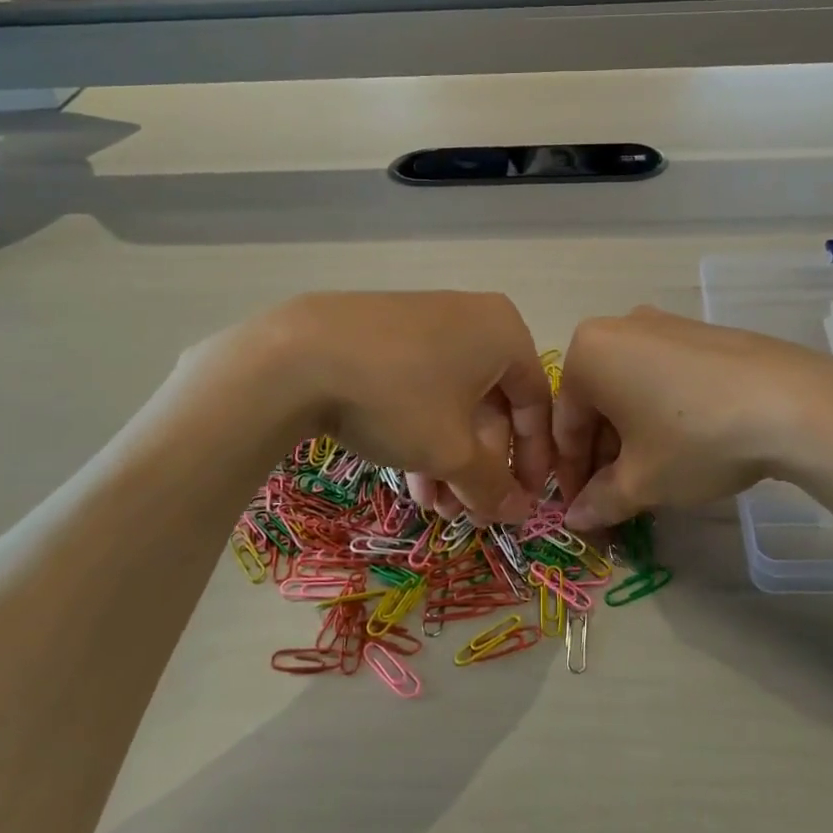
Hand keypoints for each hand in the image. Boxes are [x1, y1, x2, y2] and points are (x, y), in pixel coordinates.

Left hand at [186, 291, 551, 524]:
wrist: (296, 356)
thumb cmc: (398, 398)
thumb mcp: (451, 451)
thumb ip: (492, 485)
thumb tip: (520, 512)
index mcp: (504, 333)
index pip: (536, 403)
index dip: (534, 460)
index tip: (525, 503)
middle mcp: (473, 320)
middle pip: (492, 405)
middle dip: (481, 466)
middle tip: (469, 512)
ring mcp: (427, 324)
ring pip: (454, 402)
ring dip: (450, 460)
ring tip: (435, 508)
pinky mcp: (388, 335)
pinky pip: (422, 388)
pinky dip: (423, 432)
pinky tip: (409, 478)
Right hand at [553, 306, 832, 529]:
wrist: (791, 402)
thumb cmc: (695, 438)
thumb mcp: (642, 480)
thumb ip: (600, 500)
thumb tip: (576, 518)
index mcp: (588, 353)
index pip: (566, 424)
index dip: (570, 475)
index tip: (579, 512)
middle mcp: (620, 327)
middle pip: (597, 403)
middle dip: (602, 456)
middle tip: (616, 500)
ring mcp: (665, 324)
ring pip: (630, 389)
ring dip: (631, 437)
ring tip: (651, 479)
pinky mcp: (702, 333)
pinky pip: (663, 376)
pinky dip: (660, 413)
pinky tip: (684, 446)